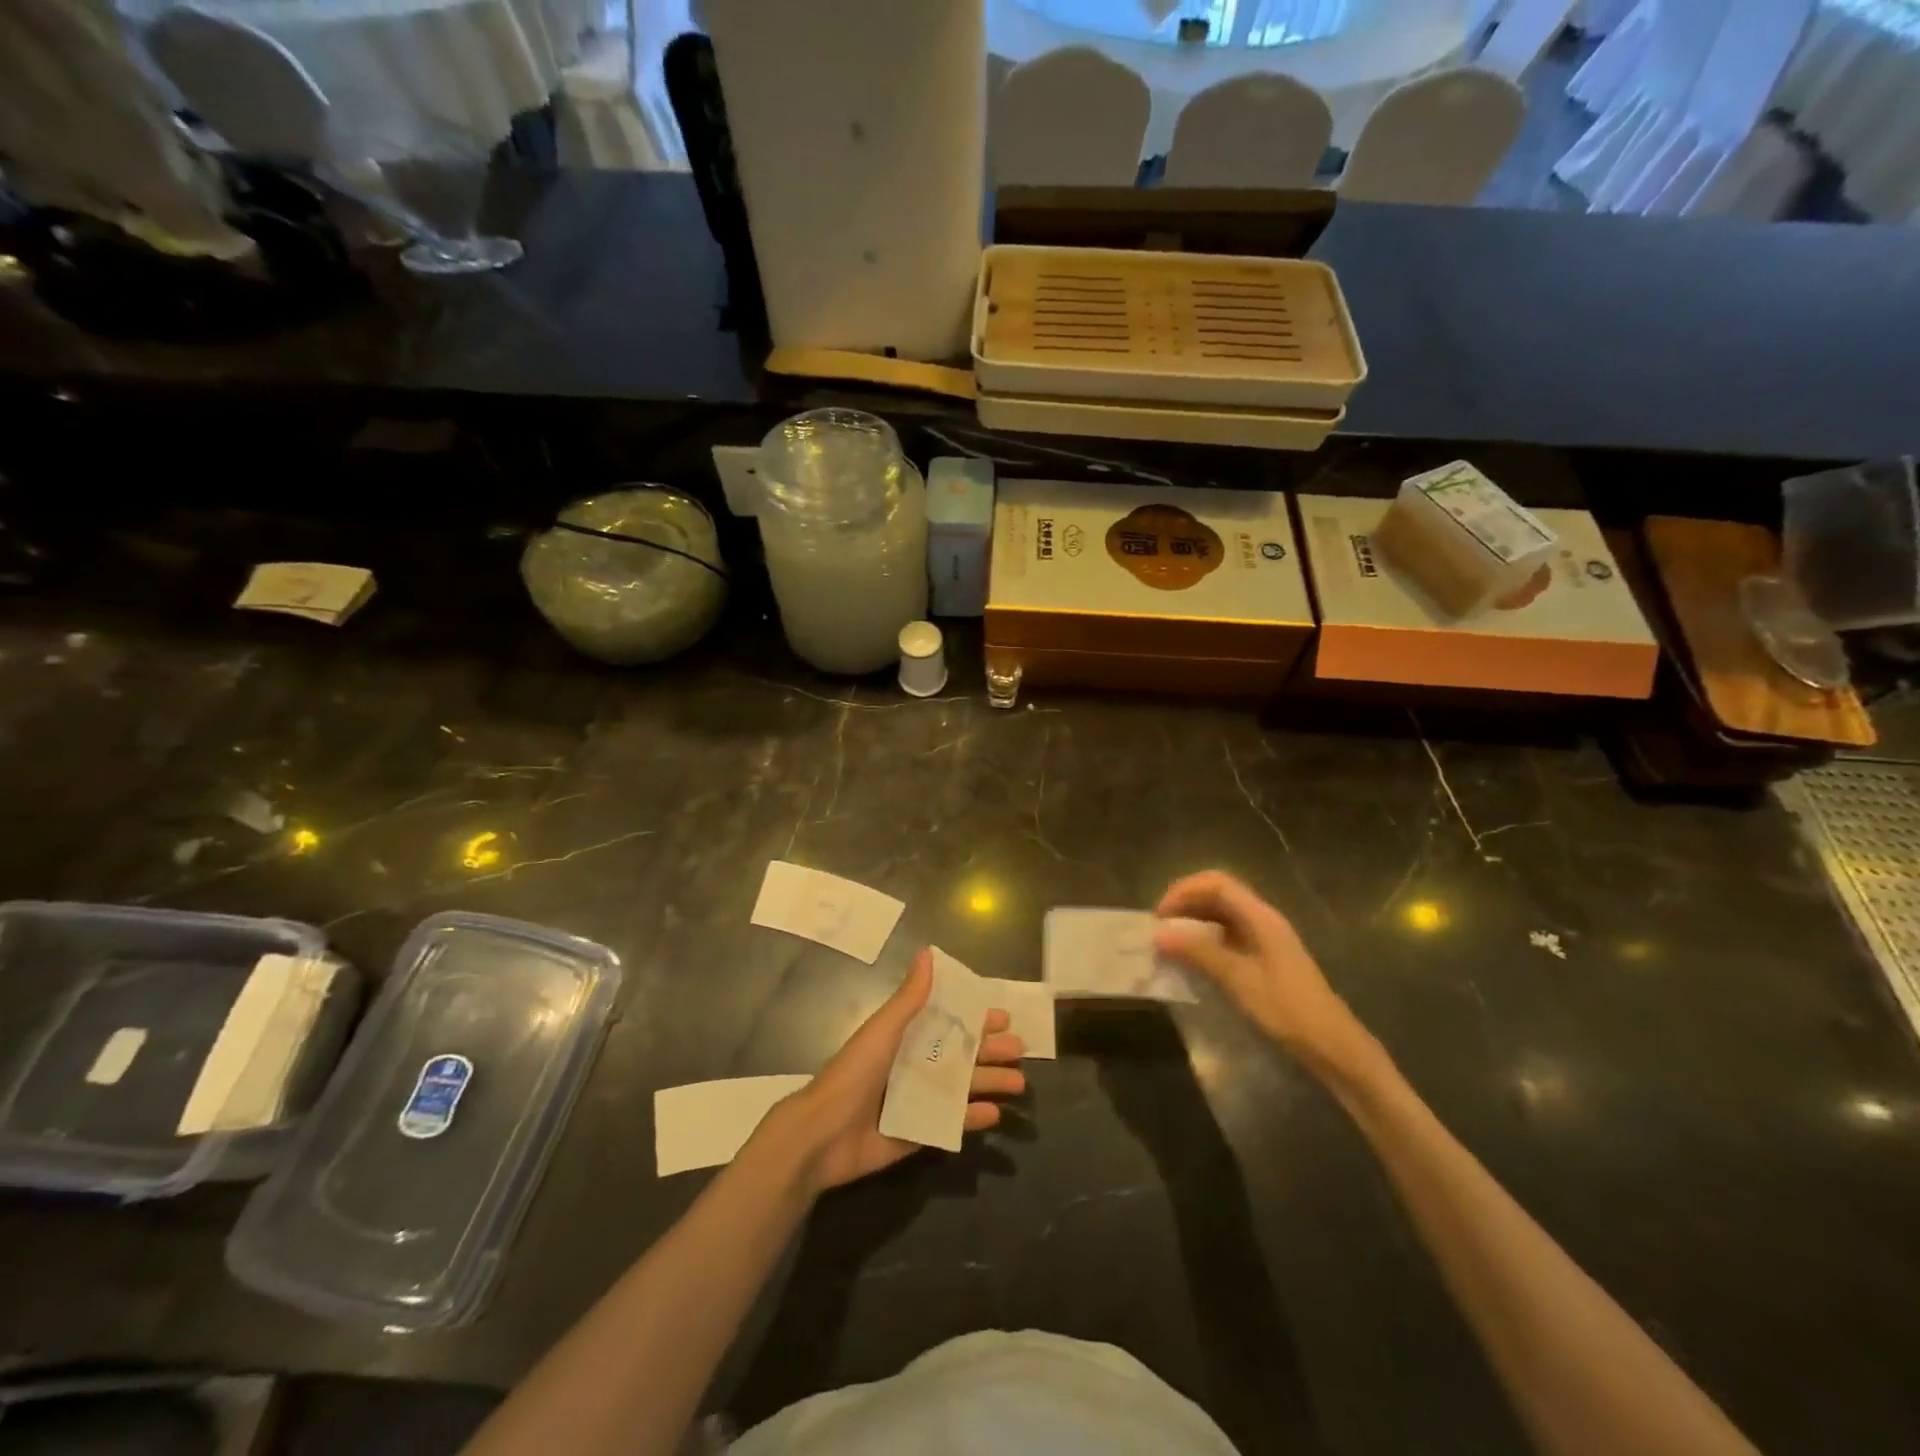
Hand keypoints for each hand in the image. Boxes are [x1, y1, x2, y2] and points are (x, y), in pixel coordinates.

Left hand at [774, 949, 1025, 1192]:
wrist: (823, 1133)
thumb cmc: (855, 1073)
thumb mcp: (885, 1029)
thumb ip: (910, 997)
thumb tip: (928, 952)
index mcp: (906, 1038)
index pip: (948, 1023)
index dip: (975, 1019)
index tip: (1004, 1017)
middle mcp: (914, 1065)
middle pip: (961, 1055)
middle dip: (990, 1051)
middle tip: (1020, 1050)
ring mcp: (917, 1100)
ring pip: (962, 1088)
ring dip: (989, 1083)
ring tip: (1019, 1083)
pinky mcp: (917, 1133)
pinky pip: (950, 1123)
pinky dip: (972, 1118)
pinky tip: (994, 1114)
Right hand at [1154, 871, 1370, 1076]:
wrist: (1332, 1047)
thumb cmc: (1287, 1010)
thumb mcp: (1239, 980)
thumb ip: (1199, 953)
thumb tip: (1159, 935)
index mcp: (1261, 917)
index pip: (1217, 883)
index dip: (1184, 891)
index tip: (1160, 915)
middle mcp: (1263, 919)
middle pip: (1218, 894)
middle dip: (1185, 904)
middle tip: (1159, 928)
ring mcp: (1265, 938)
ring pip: (1221, 915)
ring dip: (1193, 922)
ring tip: (1169, 942)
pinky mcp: (1264, 957)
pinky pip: (1228, 935)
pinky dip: (1205, 940)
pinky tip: (1192, 959)